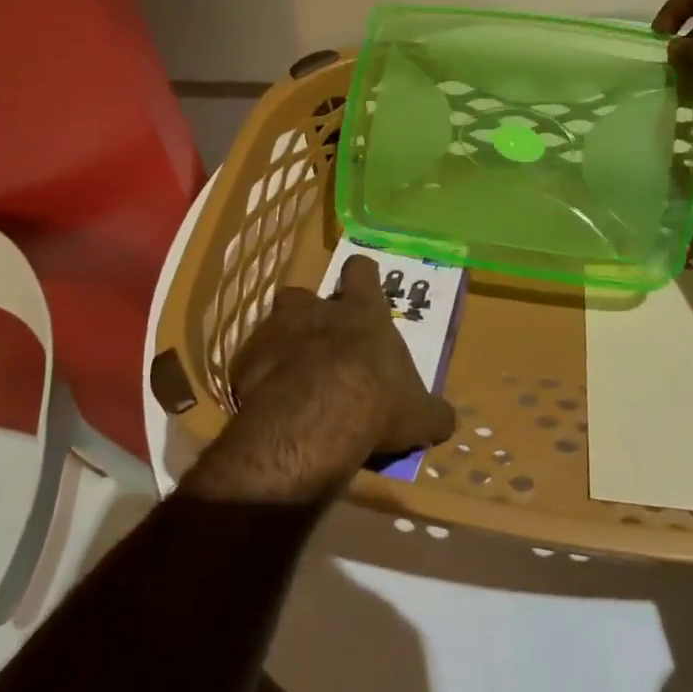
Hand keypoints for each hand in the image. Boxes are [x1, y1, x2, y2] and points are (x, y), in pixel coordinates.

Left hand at [182, 255, 456, 503]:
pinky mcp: (245, 360)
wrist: (314, 420)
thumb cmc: (377, 403)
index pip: (361, 271)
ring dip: (282, 343)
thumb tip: (447, 419)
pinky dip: (259, 379)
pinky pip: (251, 363)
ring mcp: (275, 330)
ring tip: (292, 377)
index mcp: (362, 311)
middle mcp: (316, 309)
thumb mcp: (420, 415)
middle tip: (322, 346)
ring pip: (274, 323)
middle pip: (306, 294)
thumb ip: (433, 412)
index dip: (362, 277)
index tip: (362, 289)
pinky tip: (268, 405)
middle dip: (311, 314)